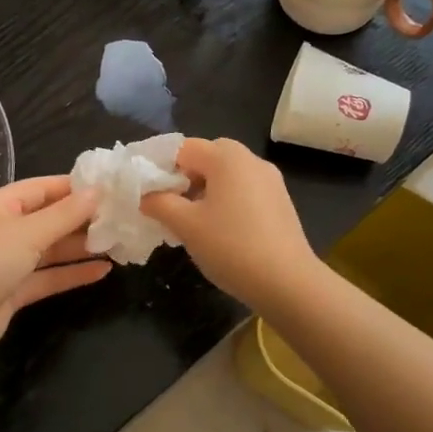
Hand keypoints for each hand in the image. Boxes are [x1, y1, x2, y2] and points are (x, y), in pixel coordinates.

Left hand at [0, 177, 111, 362]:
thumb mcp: (26, 233)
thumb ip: (64, 215)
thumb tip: (97, 191)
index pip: (41, 188)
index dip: (74, 187)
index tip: (110, 188)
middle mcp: (3, 230)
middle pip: (48, 219)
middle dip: (82, 219)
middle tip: (122, 217)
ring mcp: (7, 261)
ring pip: (50, 249)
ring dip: (81, 247)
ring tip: (119, 243)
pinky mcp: (13, 290)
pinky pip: (48, 276)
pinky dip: (72, 273)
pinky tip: (102, 271)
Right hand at [140, 137, 320, 308]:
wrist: (288, 282)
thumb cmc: (231, 247)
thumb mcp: (185, 225)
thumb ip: (159, 203)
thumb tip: (144, 195)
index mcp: (226, 157)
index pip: (183, 148)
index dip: (162, 168)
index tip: (152, 196)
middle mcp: (250, 160)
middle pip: (208, 156)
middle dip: (186, 177)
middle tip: (173, 206)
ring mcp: (270, 180)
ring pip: (227, 174)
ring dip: (206, 190)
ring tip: (194, 222)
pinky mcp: (280, 201)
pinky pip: (245, 189)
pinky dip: (228, 200)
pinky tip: (223, 231)